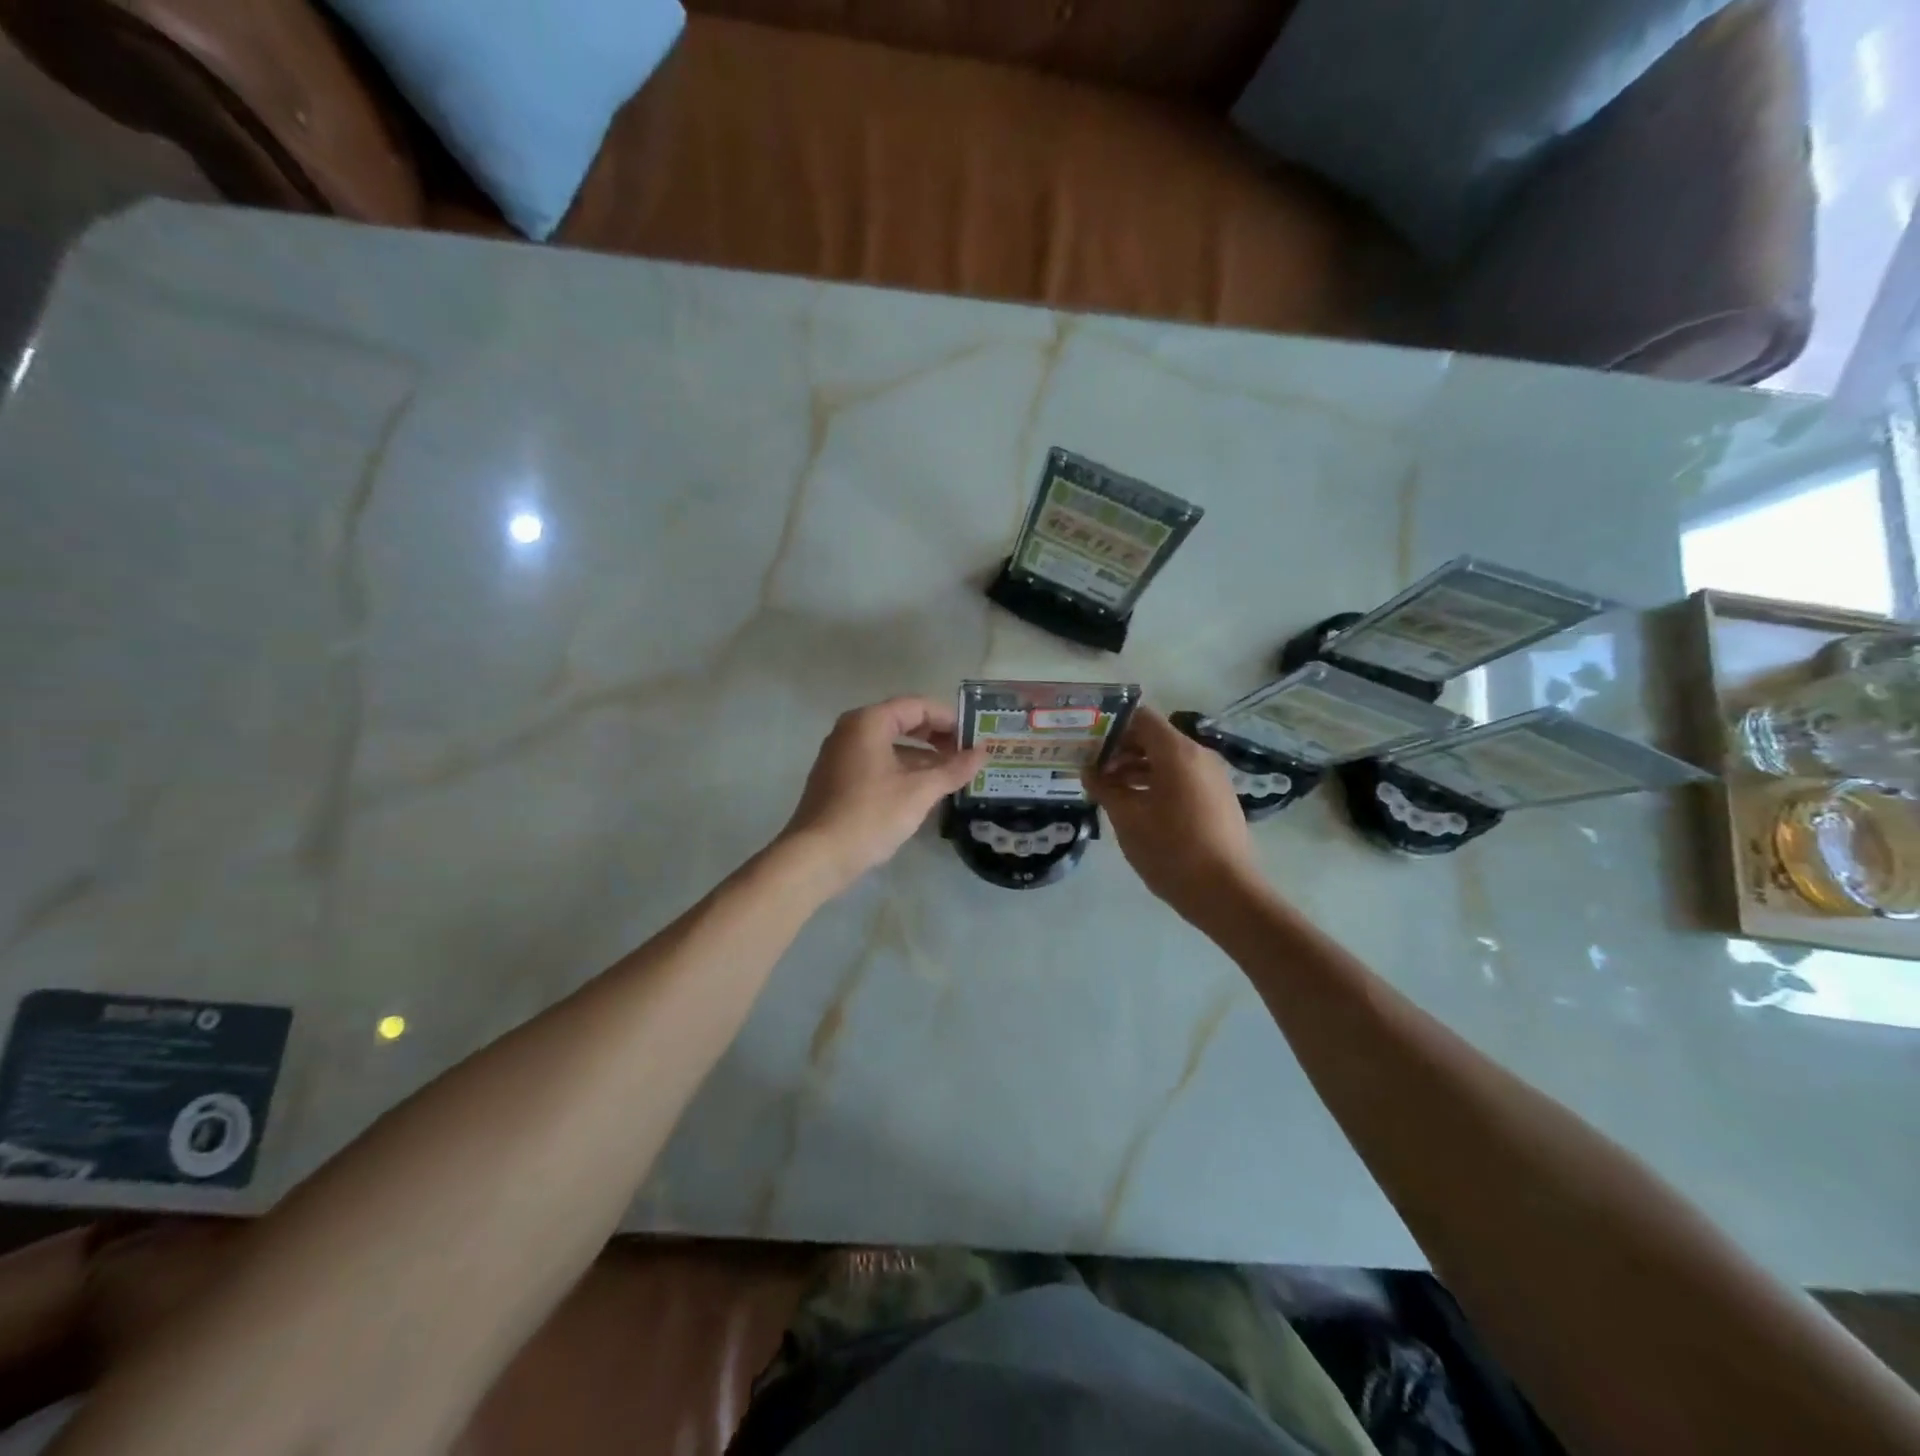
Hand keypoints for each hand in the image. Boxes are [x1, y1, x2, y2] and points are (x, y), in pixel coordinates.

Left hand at [779, 696, 986, 895]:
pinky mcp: (838, 778)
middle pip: (903, 722)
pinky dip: (903, 769)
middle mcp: (851, 730)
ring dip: (922, 756)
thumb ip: (953, 769)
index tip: (975, 736)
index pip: (917, 706)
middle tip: (966, 754)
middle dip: (937, 737)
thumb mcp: (919, 792)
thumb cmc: (870, 815)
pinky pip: (877, 762)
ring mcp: (841, 754)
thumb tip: (982, 752)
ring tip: (952, 775)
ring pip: (890, 745)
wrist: (816, 856)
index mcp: (868, 722)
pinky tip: (924, 790)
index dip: (949, 719)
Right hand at [1087, 706, 1261, 920]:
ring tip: (1108, 790)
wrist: (1225, 893)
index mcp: (1177, 752)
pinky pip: (1182, 778)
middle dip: (1121, 750)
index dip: (1111, 726)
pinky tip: (1136, 806)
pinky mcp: (1218, 799)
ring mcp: (1213, 778)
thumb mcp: (1127, 817)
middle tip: (1091, 769)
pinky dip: (1156, 782)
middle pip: (1154, 738)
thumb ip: (1104, 787)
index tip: (1088, 743)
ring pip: (1167, 760)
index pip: (1141, 718)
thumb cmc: (1170, 849)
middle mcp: (1199, 756)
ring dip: (1136, 768)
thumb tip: (1089, 771)